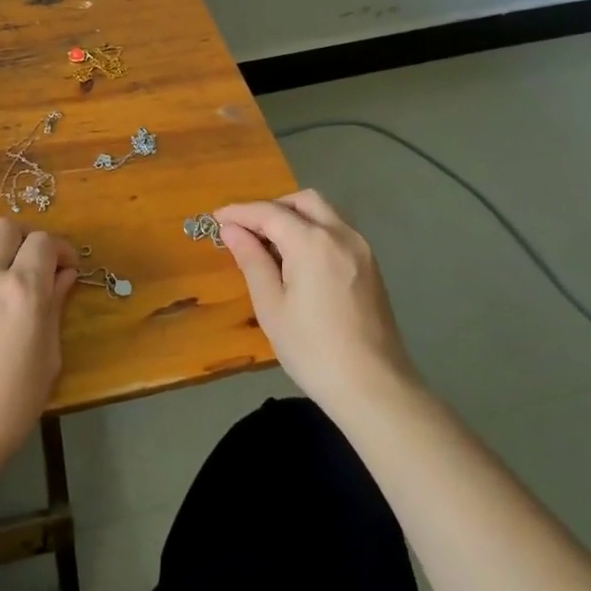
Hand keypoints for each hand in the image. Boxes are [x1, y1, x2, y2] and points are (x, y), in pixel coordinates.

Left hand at [0, 217, 78, 462]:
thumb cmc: (11, 402)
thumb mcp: (48, 357)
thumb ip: (55, 308)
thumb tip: (64, 277)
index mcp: (23, 288)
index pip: (44, 242)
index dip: (61, 250)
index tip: (68, 269)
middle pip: (8, 227)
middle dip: (29, 238)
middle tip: (39, 264)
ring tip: (10, 269)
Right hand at [216, 190, 421, 416]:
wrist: (375, 389)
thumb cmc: (313, 349)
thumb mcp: (271, 306)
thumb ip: (251, 260)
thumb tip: (231, 230)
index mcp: (312, 242)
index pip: (269, 213)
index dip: (239, 212)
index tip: (216, 219)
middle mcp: (340, 234)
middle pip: (302, 201)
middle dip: (271, 208)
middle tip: (247, 230)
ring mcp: (361, 249)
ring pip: (324, 213)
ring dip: (295, 217)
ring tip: (270, 246)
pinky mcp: (371, 266)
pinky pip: (337, 232)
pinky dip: (314, 231)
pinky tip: (299, 260)